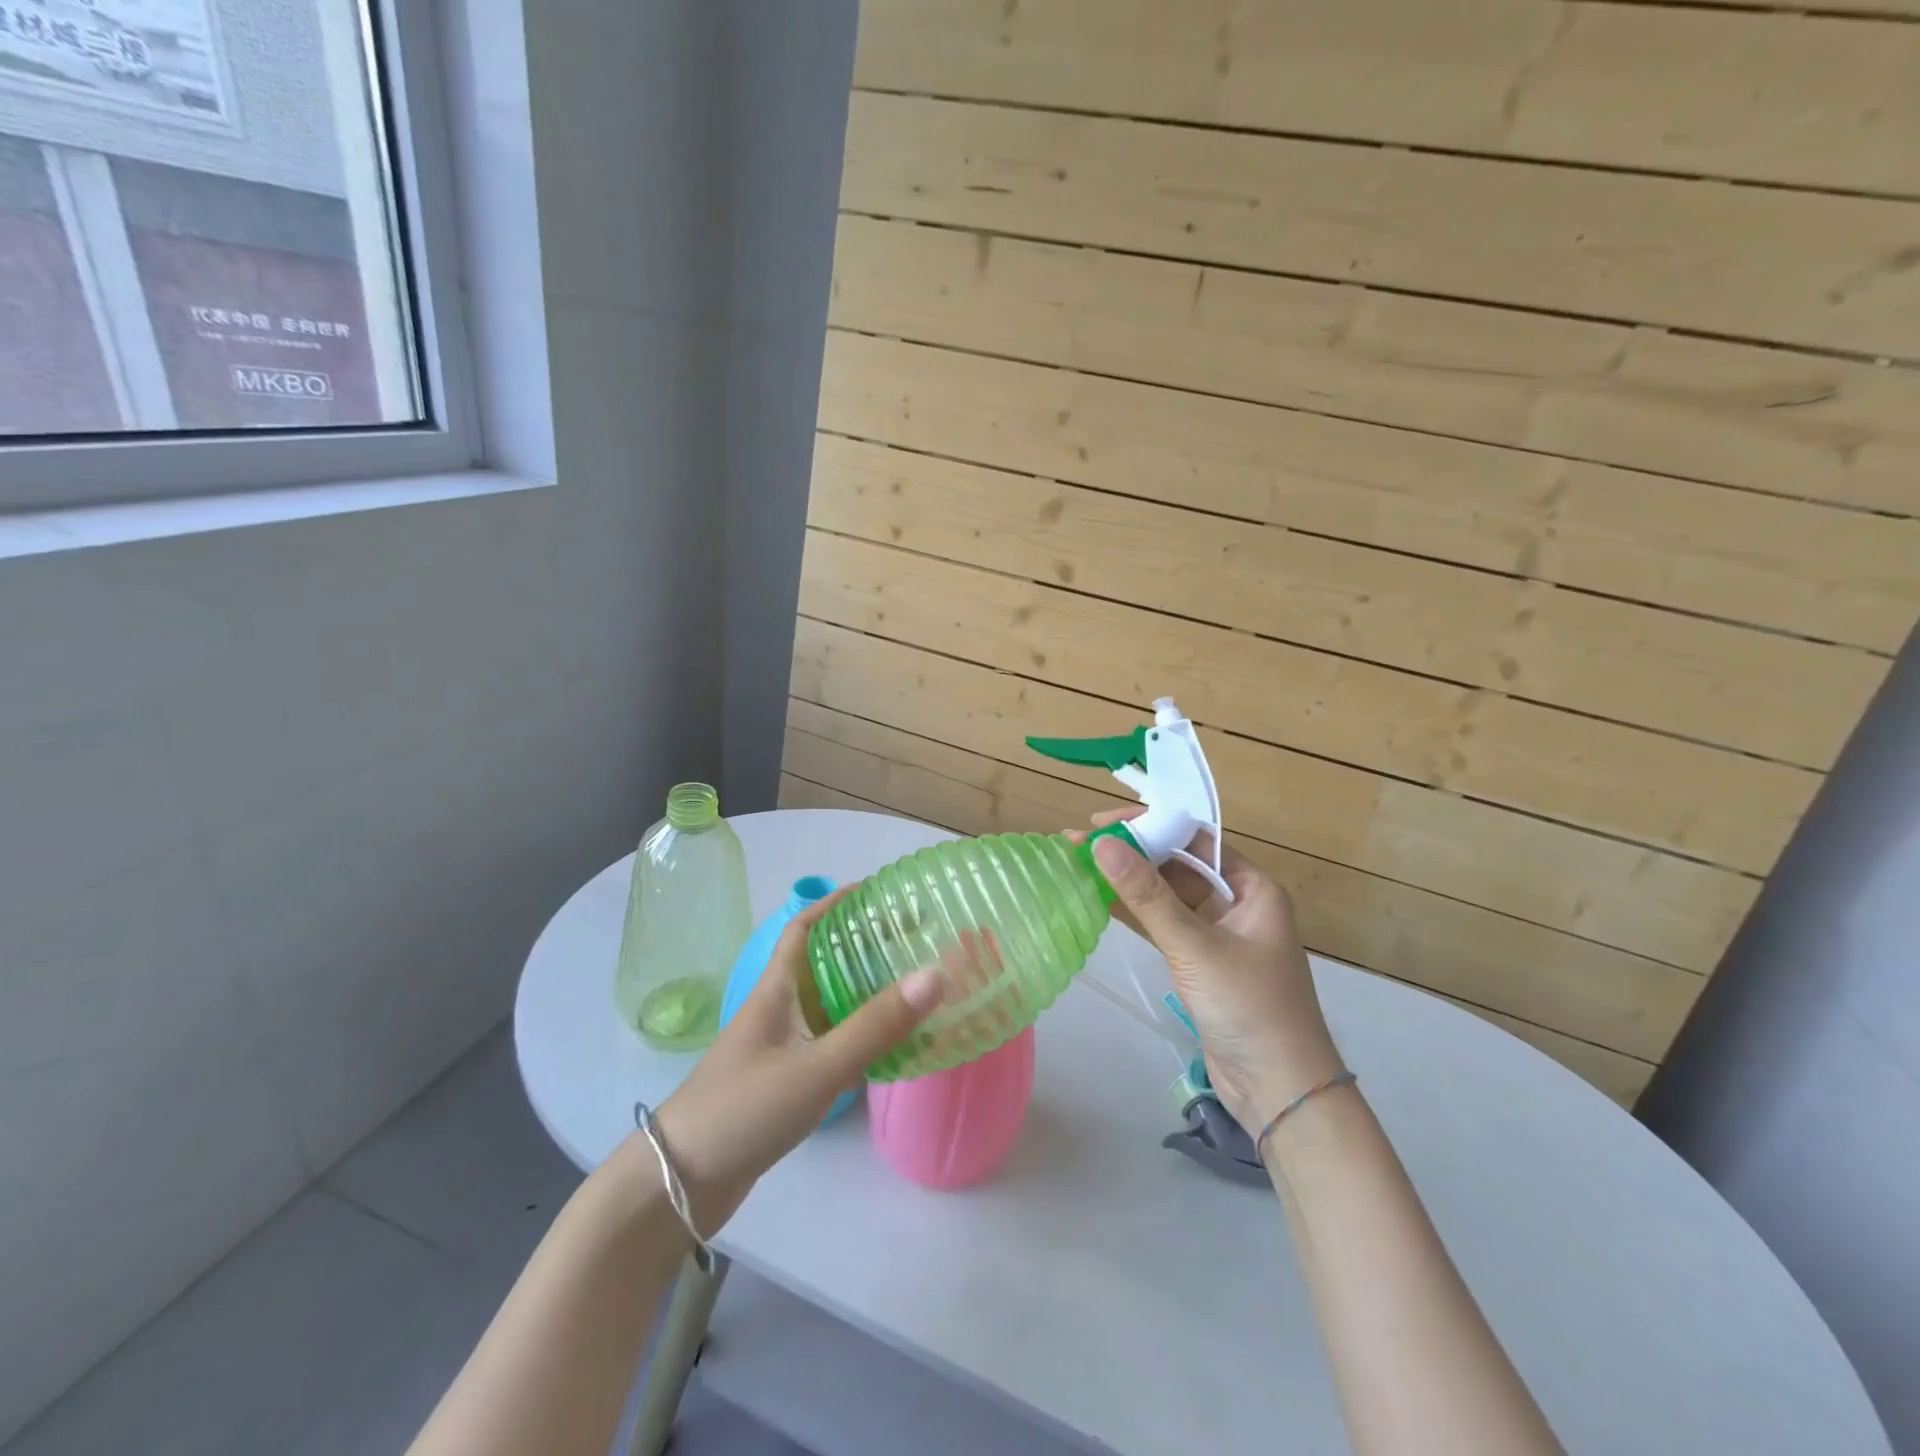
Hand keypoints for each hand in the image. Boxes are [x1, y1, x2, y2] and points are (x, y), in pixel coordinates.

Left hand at [651, 887, 943, 1233]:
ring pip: (829, 1006)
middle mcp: (777, 1010)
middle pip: (823, 964)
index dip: (836, 904)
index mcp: (776, 991)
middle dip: (864, 948)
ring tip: (913, 987)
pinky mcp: (783, 1082)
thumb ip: (874, 1026)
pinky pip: (829, 1044)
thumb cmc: (743, 1110)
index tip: (879, 894)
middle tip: (913, 943)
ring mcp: (779, 1048)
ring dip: (865, 993)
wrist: (680, 1185)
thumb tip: (935, 974)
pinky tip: (889, 1048)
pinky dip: (858, 1037)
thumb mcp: (816, 1067)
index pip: (804, 928)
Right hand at [1078, 809, 1342, 1133]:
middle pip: (1178, 864)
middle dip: (1132, 852)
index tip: (1103, 822)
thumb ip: (1147, 896)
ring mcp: (1218, 934)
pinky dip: (1135, 912)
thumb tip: (1102, 844)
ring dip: (1128, 881)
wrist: (1280, 1091)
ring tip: (1080, 865)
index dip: (1150, 824)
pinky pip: (1163, 924)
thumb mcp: (1195, 947)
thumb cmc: (1248, 1007)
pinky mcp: (1200, 962)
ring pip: (1167, 895)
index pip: (1195, 839)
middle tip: (1081, 844)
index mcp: (1251, 888)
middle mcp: (1236, 903)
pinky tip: (1100, 900)